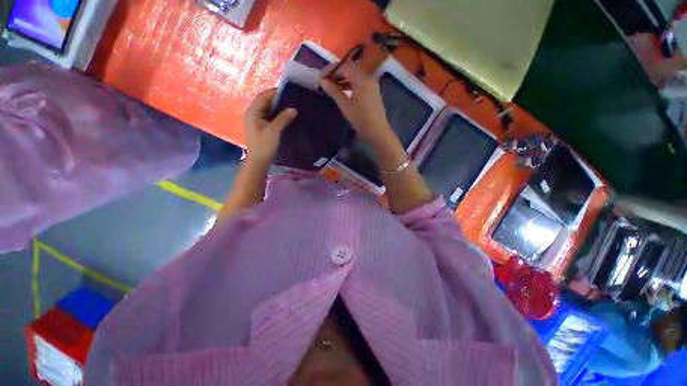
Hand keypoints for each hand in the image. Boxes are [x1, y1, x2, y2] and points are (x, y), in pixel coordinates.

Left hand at [243, 89, 296, 163]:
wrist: (259, 161)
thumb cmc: (264, 145)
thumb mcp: (274, 131)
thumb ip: (283, 118)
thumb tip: (293, 109)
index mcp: (252, 112)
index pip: (263, 96)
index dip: (275, 92)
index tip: (288, 92)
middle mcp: (252, 113)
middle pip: (265, 102)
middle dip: (277, 100)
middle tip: (291, 99)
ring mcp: (256, 120)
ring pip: (268, 109)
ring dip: (278, 108)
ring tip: (291, 106)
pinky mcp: (260, 127)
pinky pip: (269, 116)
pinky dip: (277, 115)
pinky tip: (286, 116)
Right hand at [319, 61, 393, 146]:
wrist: (377, 132)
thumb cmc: (360, 119)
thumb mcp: (345, 105)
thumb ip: (334, 91)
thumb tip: (322, 81)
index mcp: (361, 78)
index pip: (344, 67)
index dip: (331, 70)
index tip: (321, 77)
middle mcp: (368, 77)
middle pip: (350, 69)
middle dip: (337, 73)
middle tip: (325, 80)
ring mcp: (372, 84)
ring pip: (355, 76)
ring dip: (343, 78)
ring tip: (332, 86)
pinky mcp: (373, 92)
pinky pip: (360, 82)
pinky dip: (350, 84)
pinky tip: (343, 91)